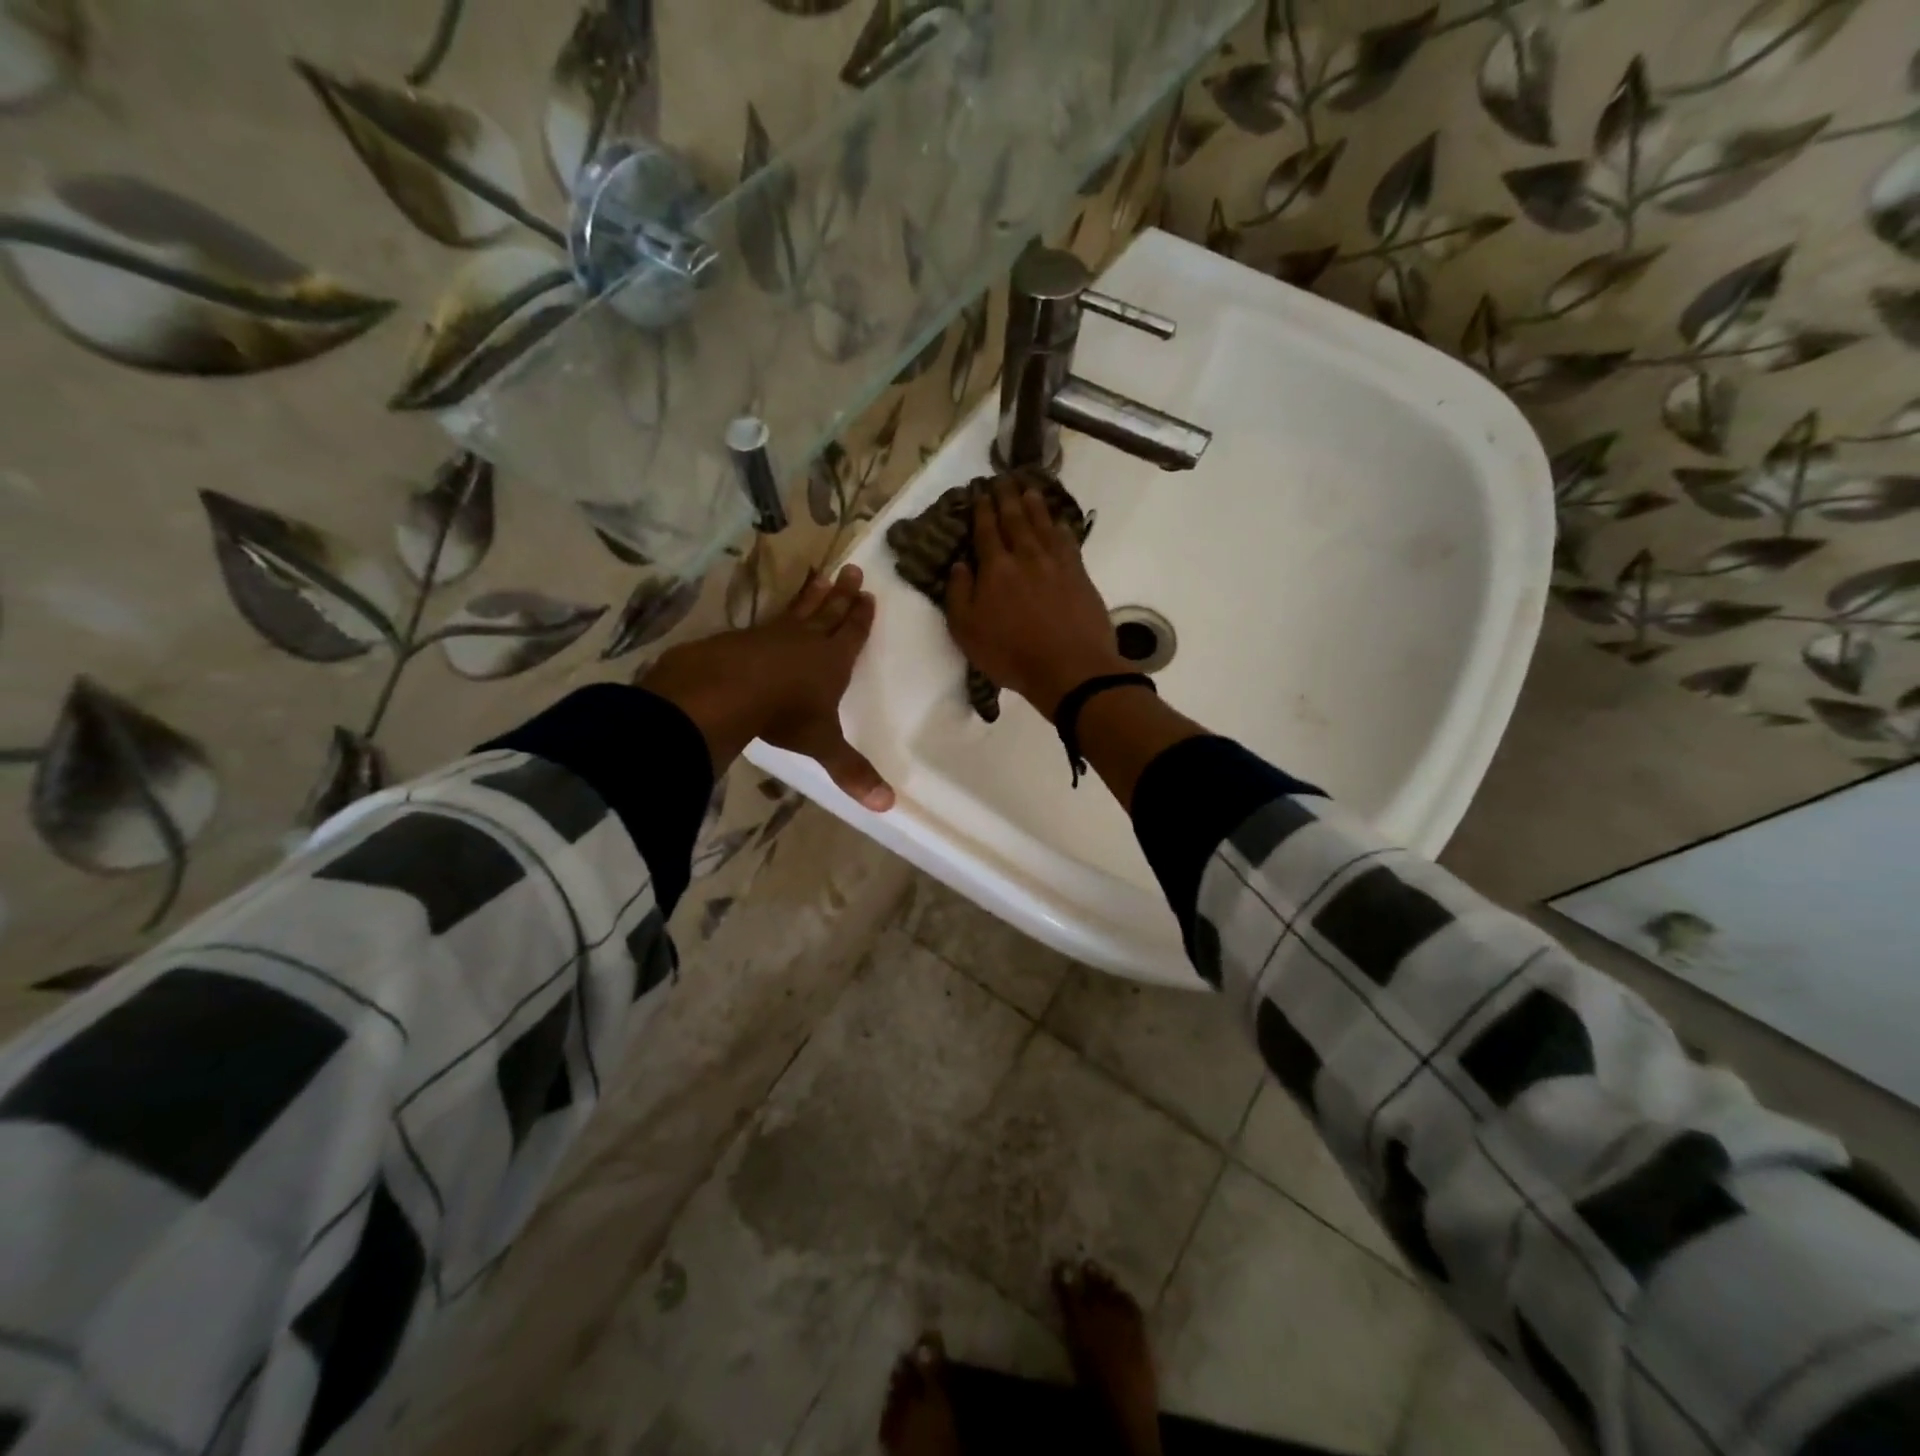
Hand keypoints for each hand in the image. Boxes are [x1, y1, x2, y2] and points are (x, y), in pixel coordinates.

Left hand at [640, 565, 894, 810]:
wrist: (726, 690)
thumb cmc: (784, 714)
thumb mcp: (822, 745)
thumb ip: (851, 772)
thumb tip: (888, 806)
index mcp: (833, 662)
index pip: (852, 634)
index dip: (861, 618)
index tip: (869, 596)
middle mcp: (807, 641)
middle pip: (829, 612)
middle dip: (843, 594)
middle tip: (853, 570)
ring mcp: (773, 635)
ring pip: (799, 609)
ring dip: (812, 595)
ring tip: (821, 576)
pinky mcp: (743, 638)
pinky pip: (767, 620)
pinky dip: (775, 612)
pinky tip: (772, 614)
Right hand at [946, 476, 1127, 717]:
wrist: (1070, 668)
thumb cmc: (1011, 654)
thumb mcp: (968, 632)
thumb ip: (959, 595)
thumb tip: (959, 565)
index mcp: (996, 569)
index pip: (987, 531)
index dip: (983, 510)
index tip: (981, 493)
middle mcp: (1026, 557)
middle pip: (1016, 520)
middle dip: (1008, 498)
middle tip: (1004, 480)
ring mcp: (1057, 563)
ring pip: (1044, 525)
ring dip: (1035, 505)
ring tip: (1029, 490)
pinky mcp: (1080, 575)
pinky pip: (1068, 541)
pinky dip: (1061, 527)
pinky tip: (1060, 523)